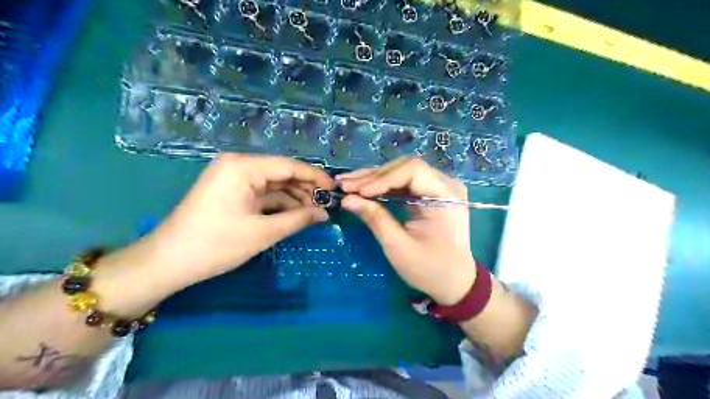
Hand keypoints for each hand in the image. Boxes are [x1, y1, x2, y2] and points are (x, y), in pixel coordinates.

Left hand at [143, 154, 336, 288]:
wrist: (169, 262)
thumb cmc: (217, 245)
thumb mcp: (263, 232)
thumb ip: (298, 219)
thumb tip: (325, 214)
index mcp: (243, 167)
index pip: (288, 166)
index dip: (315, 176)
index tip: (334, 188)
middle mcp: (238, 165)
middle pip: (281, 173)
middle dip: (305, 189)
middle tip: (326, 205)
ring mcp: (232, 177)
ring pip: (272, 183)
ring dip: (294, 197)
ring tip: (315, 212)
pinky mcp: (230, 191)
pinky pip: (261, 192)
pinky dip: (278, 203)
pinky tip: (295, 213)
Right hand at [337, 158, 476, 303]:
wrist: (455, 281)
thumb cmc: (430, 269)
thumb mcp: (399, 247)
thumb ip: (375, 219)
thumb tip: (347, 199)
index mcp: (446, 196)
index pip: (412, 171)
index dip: (382, 178)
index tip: (357, 191)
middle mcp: (446, 184)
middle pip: (405, 168)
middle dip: (373, 176)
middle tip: (345, 185)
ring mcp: (440, 187)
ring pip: (402, 172)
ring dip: (374, 178)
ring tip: (347, 183)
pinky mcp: (431, 193)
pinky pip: (405, 183)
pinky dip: (383, 186)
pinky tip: (363, 188)